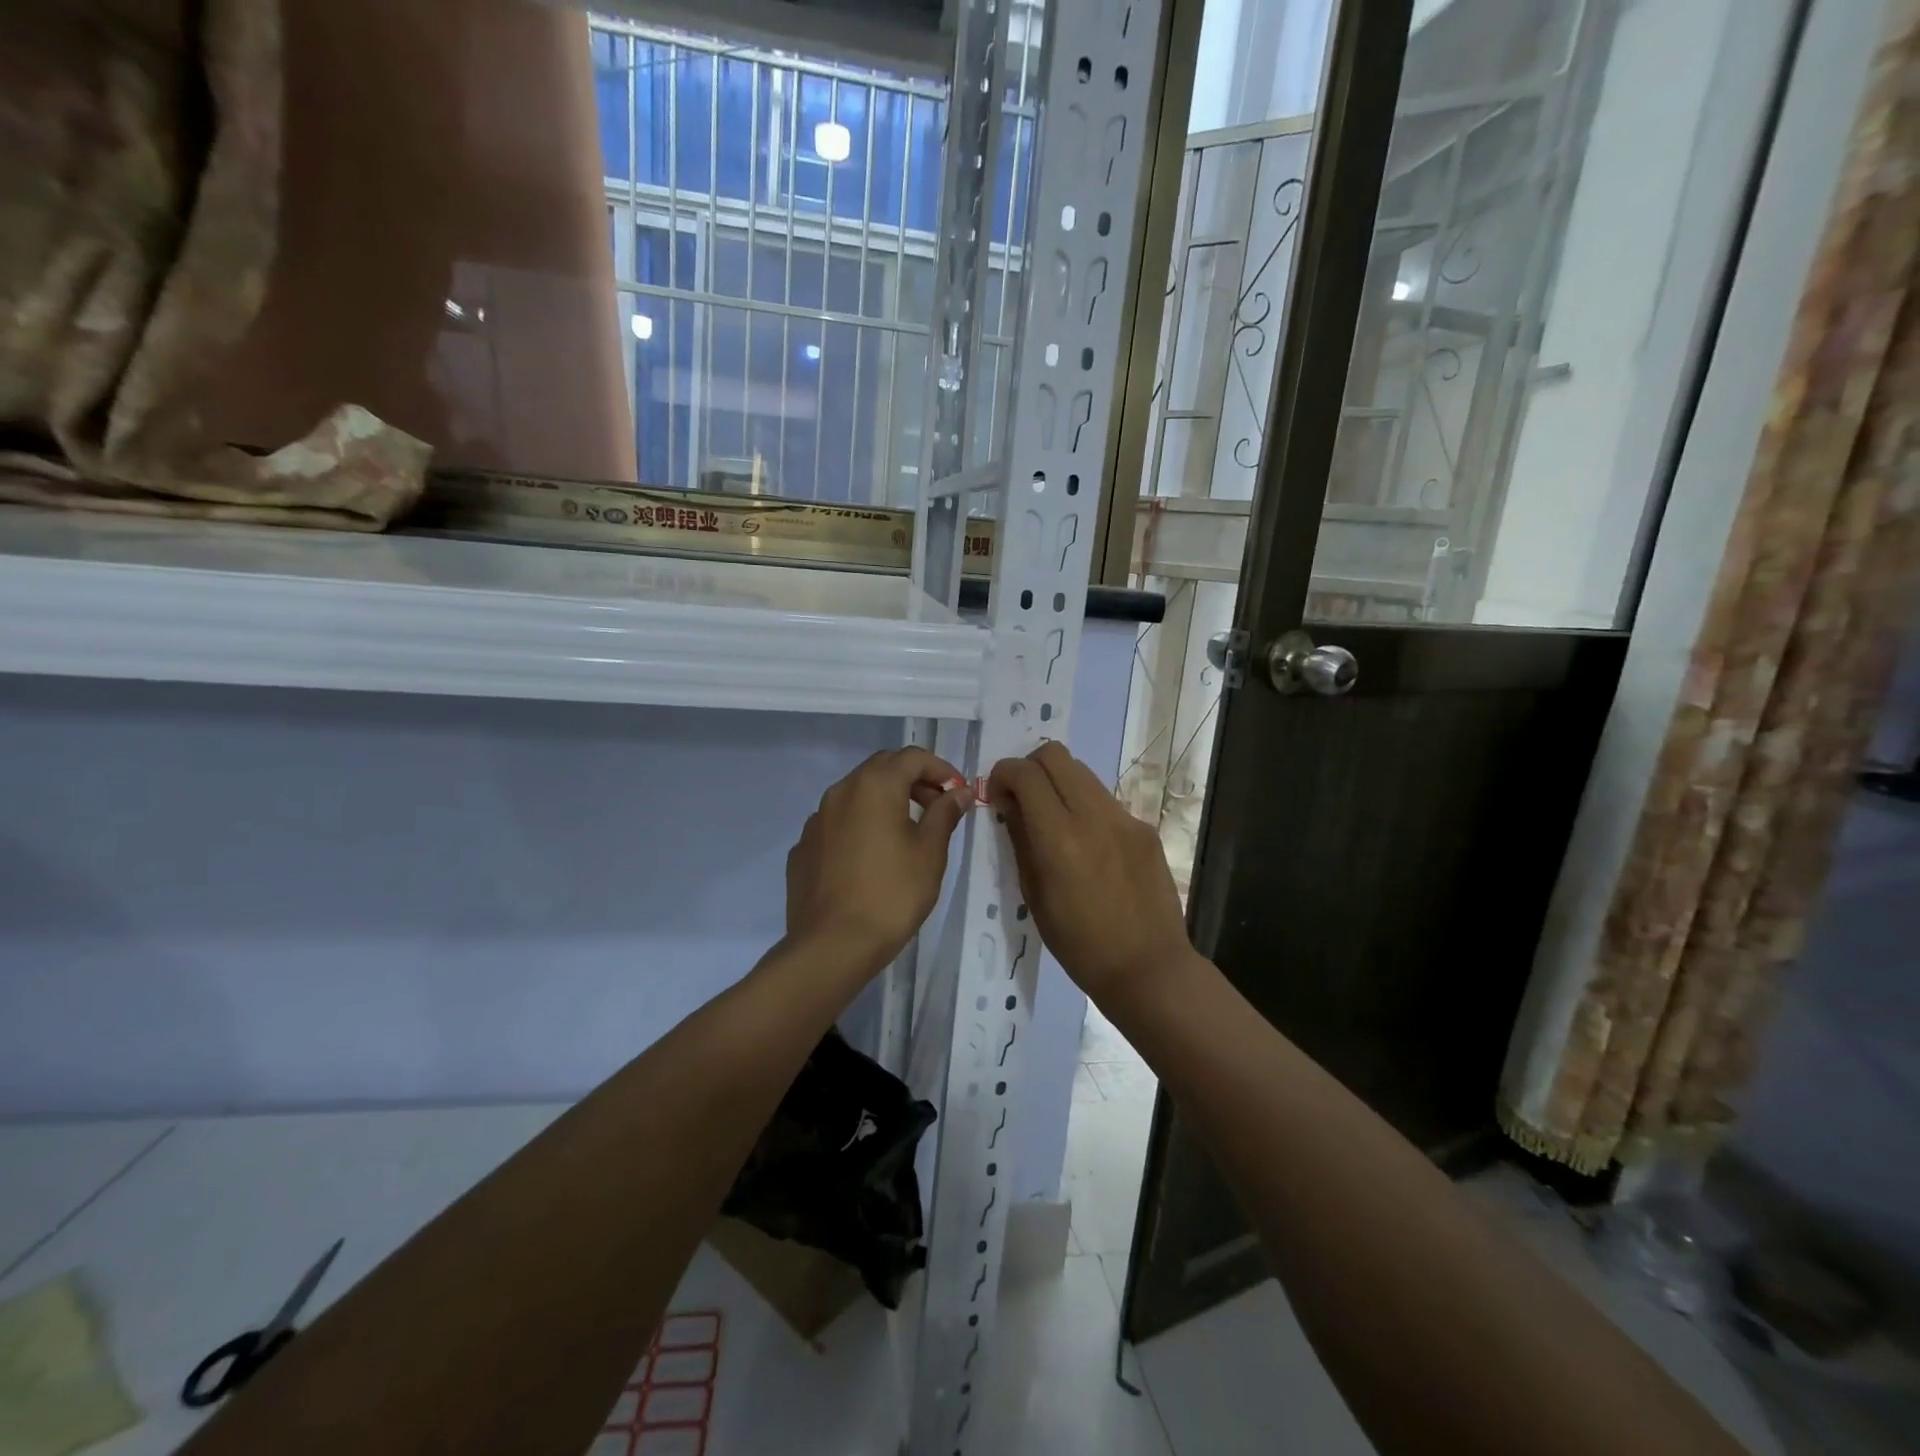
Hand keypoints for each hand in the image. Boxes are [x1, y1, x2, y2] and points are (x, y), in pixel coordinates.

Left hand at [784, 747, 971, 972]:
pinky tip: (871, 858)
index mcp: (874, 786)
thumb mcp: (930, 853)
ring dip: (885, 801)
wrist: (832, 945)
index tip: (958, 792)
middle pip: (881, 768)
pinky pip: (837, 823)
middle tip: (937, 807)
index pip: (912, 757)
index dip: (941, 769)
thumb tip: (958, 792)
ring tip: (906, 833)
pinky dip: (860, 825)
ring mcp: (816, 820)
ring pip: (856, 794)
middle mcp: (840, 792)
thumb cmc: (892, 894)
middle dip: (913, 780)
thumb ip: (944, 814)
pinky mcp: (804, 847)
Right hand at [989, 742, 1193, 1000]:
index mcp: (1060, 838)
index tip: (996, 796)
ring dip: (1058, 783)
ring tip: (1054, 820)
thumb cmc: (1080, 945)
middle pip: (1055, 754)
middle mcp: (1094, 816)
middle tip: (1022, 798)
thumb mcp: (1034, 895)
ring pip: (1082, 772)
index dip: (1002, 774)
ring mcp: (1125, 818)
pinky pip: (1105, 800)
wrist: (1148, 968)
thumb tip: (1008, 804)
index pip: (1025, 773)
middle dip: (1030, 767)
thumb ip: (1020, 840)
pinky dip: (1085, 807)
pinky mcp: (1144, 828)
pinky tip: (1088, 845)